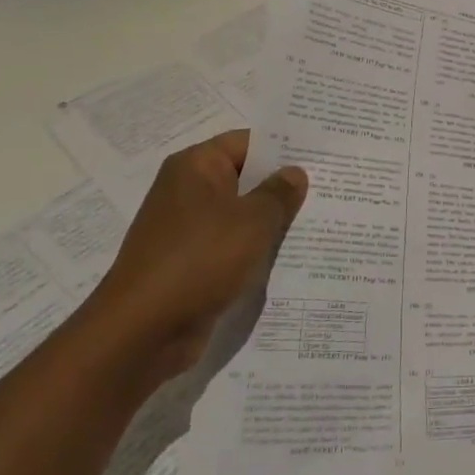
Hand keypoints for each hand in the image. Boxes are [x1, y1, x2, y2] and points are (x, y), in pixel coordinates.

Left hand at [81, 129, 307, 379]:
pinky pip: (232, 246)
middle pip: (245, 178)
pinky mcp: (191, 264)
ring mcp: (187, 229)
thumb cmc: (199, 260)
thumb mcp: (252, 221)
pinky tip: (291, 256)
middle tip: (332, 188)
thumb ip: (279, 193)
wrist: (142, 332)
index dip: (285, 147)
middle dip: (284, 186)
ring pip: (241, 215)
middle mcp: (188, 191)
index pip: (248, 142)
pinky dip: (256, 249)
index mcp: (196, 166)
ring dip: (272, 221)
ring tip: (321, 221)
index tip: (323, 156)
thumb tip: (295, 173)